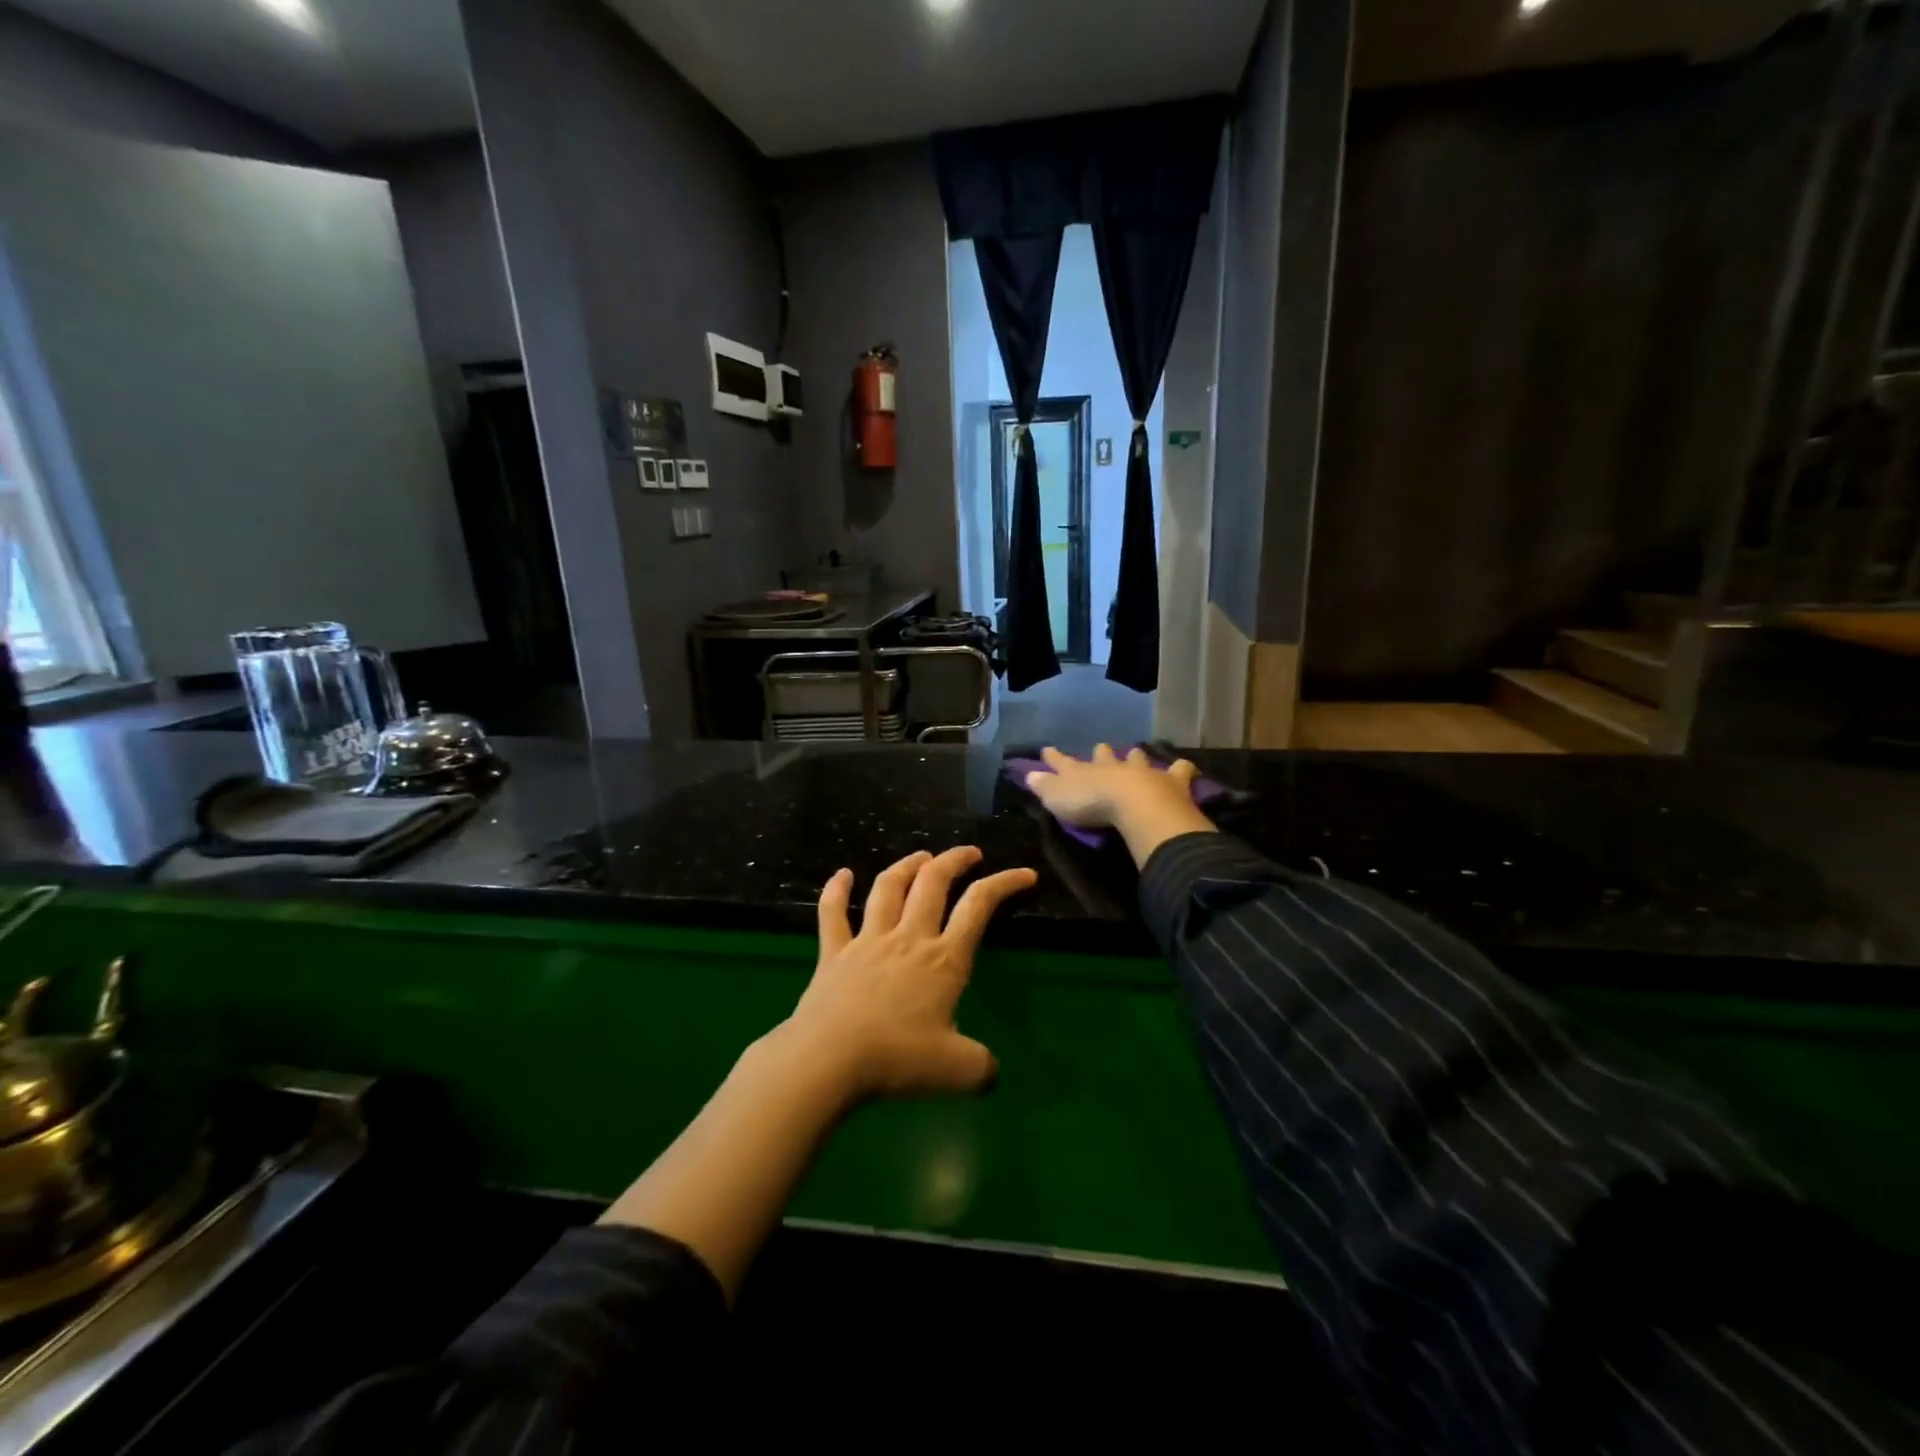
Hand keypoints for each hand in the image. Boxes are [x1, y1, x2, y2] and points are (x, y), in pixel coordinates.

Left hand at [780, 847, 1036, 1101]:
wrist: (829, 1060)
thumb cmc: (897, 1059)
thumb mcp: (958, 1072)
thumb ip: (982, 1067)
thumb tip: (991, 1072)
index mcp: (943, 960)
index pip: (979, 907)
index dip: (1004, 884)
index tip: (1025, 873)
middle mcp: (908, 939)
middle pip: (933, 883)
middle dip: (954, 861)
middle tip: (969, 853)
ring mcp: (867, 941)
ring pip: (888, 888)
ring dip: (907, 866)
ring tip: (921, 856)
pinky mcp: (833, 953)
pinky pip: (833, 912)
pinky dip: (836, 889)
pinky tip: (842, 873)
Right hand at [1024, 745, 1216, 866]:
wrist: (1134, 804)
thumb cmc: (1090, 803)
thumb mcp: (1057, 798)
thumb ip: (1044, 786)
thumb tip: (1029, 774)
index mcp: (1083, 772)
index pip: (1063, 762)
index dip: (1054, 757)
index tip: (1047, 749)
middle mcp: (1111, 767)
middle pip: (1103, 755)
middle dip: (1101, 752)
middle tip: (1101, 748)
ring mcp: (1141, 771)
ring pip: (1137, 758)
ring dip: (1136, 756)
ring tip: (1137, 753)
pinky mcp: (1170, 781)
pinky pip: (1179, 770)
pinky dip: (1181, 768)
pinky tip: (1184, 767)